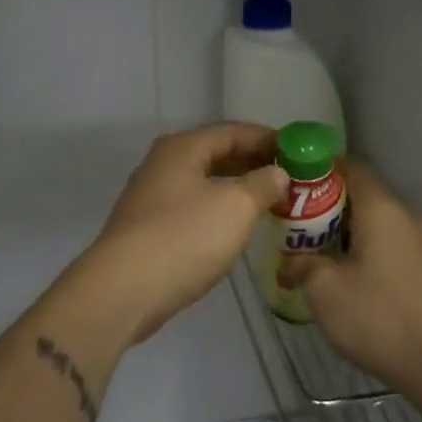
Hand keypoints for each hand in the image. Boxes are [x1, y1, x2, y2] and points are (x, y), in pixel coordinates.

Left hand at [74, 124, 287, 343]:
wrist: (124, 290)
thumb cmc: (184, 237)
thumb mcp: (235, 207)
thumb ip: (262, 185)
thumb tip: (278, 173)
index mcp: (182, 148)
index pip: (232, 131)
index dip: (266, 138)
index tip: (297, 149)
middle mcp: (163, 164)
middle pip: (215, 153)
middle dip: (252, 162)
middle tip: (288, 175)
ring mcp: (151, 196)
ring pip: (203, 181)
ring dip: (236, 186)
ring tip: (269, 198)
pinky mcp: (148, 227)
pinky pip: (193, 206)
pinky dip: (218, 207)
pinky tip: (234, 225)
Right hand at [279, 161, 421, 393]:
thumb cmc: (377, 317)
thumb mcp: (324, 290)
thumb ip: (301, 265)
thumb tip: (288, 263)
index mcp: (381, 208)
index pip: (350, 167)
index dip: (319, 171)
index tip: (293, 185)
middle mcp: (405, 215)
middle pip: (362, 194)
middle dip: (328, 204)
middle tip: (296, 223)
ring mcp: (421, 242)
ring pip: (376, 221)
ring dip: (346, 229)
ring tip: (316, 251)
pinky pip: (389, 243)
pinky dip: (365, 247)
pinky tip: (347, 275)